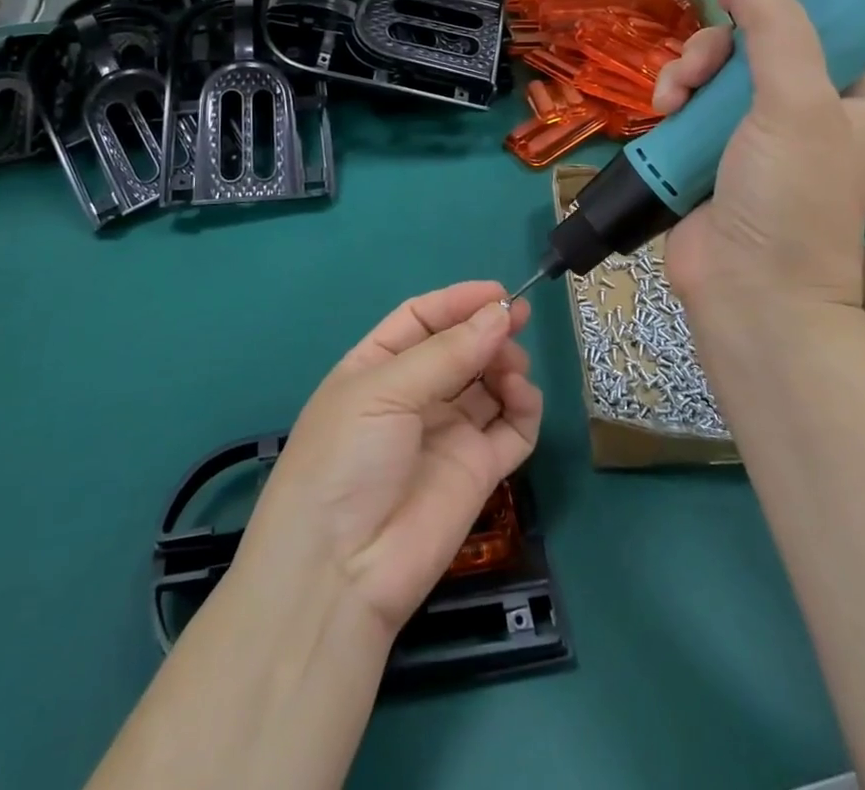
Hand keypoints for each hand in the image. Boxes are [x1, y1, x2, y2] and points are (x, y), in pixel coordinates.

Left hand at [239, 282, 542, 637]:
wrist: (341, 572)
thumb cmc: (346, 459)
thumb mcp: (384, 391)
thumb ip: (448, 352)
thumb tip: (501, 313)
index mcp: (377, 367)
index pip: (422, 319)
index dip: (458, 302)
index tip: (499, 292)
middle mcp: (413, 396)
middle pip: (460, 348)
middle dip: (488, 330)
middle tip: (518, 321)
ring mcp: (447, 433)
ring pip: (489, 383)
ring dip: (505, 365)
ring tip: (511, 367)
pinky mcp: (478, 471)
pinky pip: (512, 428)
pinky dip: (524, 407)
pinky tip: (520, 397)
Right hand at [652, 0, 864, 317]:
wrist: (748, 292)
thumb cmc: (789, 197)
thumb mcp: (795, 103)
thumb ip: (775, 29)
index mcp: (844, 95)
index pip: (819, 27)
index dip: (779, 4)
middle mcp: (799, 111)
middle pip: (752, 45)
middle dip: (717, 48)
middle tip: (701, 68)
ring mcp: (748, 136)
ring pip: (712, 74)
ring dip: (687, 73)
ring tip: (672, 97)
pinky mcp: (705, 156)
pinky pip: (686, 107)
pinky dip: (671, 102)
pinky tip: (660, 111)